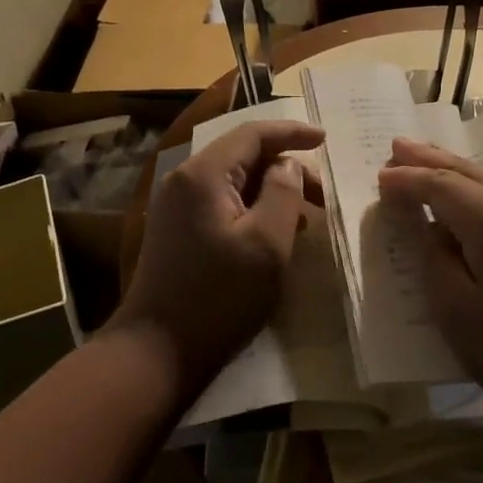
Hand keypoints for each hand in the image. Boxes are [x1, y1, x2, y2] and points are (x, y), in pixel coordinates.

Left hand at [113, 120, 325, 387]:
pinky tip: (273, 232)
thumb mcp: (266, 244)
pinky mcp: (176, 228)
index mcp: (203, 174)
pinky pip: (220, 201)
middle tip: (323, 196)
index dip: (291, 132)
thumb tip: (287, 165)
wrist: (157, 350)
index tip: (325, 140)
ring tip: (305, 217)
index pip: (252, 133)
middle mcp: (184, 179)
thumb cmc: (219, 297)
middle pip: (242, 155)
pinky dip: (251, 207)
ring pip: (232, 179)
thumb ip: (283, 193)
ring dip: (270, 190)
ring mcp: (175, 204)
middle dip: (285, 167)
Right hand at [377, 138, 482, 432]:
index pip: (438, 185)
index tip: (379, 176)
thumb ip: (436, 262)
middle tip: (396, 145)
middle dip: (428, 158)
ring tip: (423, 158)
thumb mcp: (459, 314)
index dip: (406, 180)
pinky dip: (475, 187)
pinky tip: (465, 193)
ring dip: (452, 169)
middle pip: (466, 170)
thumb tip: (433, 230)